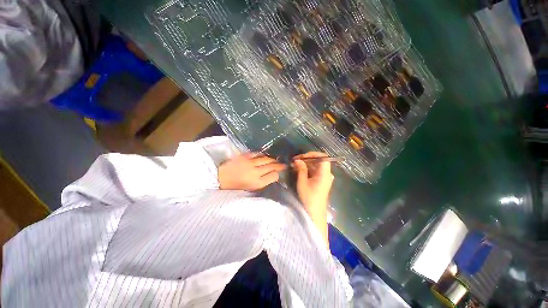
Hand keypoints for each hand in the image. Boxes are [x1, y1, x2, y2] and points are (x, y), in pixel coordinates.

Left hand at [218, 153, 285, 190]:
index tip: (278, 173)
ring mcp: (250, 163)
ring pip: (266, 159)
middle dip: (279, 165)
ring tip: (276, 160)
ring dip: (273, 159)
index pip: (273, 176)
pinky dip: (263, 155)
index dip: (277, 174)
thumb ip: (262, 182)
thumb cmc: (235, 185)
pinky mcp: (245, 156)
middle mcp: (255, 172)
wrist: (221, 177)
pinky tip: (265, 156)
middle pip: (272, 166)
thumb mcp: (250, 188)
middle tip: (283, 164)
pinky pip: (258, 153)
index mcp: (257, 183)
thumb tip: (272, 176)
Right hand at [293, 152, 333, 245]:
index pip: (323, 157)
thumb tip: (297, 159)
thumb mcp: (302, 182)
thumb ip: (301, 169)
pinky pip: (315, 171)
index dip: (312, 154)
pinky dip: (307, 169)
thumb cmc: (309, 198)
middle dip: (306, 159)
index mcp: (325, 173)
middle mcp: (327, 174)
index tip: (302, 157)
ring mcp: (324, 178)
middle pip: (318, 161)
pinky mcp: (321, 181)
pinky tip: (299, 170)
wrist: (315, 213)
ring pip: (316, 166)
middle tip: (295, 161)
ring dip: (306, 164)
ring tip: (295, 165)